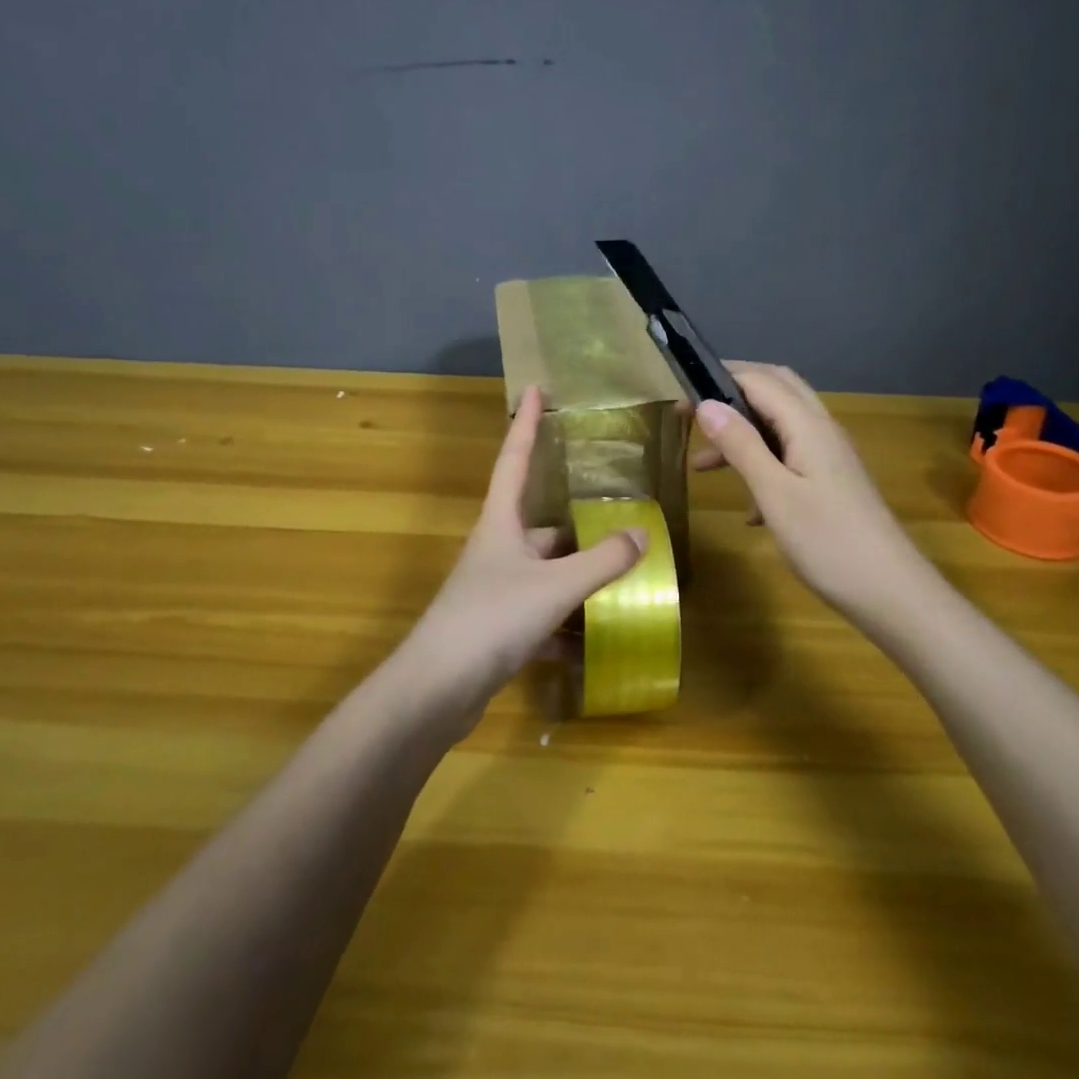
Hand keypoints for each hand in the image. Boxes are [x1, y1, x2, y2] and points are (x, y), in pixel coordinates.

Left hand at [396, 386, 648, 722]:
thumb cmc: (492, 619)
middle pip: (540, 523)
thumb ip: (601, 561)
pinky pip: (542, 612)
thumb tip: (641, 533)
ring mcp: (495, 589)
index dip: (526, 423)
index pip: (514, 459)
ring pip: (545, 571)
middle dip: (576, 521)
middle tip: (617, 514)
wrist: (436, 689)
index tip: (536, 389)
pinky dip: (567, 622)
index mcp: (500, 523)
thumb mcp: (555, 585)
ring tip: (622, 575)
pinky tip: (597, 636)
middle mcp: (496, 549)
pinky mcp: (497, 627)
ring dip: (577, 575)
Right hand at [693, 363, 923, 616]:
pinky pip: (790, 456)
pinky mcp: (832, 481)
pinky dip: (762, 464)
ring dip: (742, 435)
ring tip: (703, 466)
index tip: (679, 395)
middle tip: (692, 413)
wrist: (891, 592)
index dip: (718, 379)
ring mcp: (830, 455)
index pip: (758, 379)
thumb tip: (707, 404)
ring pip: (780, 425)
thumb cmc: (828, 541)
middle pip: (774, 390)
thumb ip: (741, 445)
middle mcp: (821, 429)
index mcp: (807, 424)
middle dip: (731, 394)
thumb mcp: (774, 493)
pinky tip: (749, 509)